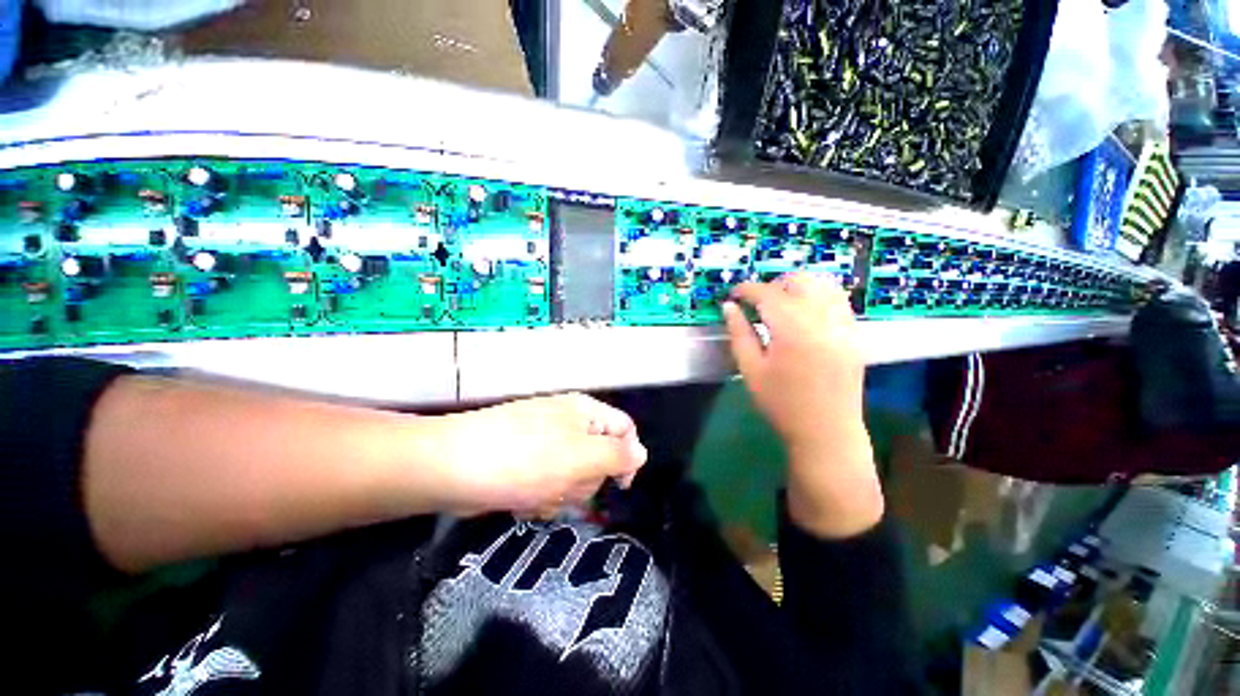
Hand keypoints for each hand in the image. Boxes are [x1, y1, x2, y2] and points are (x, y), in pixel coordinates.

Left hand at [423, 394, 646, 516]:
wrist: (453, 467)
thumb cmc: (526, 458)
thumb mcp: (582, 456)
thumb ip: (618, 455)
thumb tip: (641, 454)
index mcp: (585, 412)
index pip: (624, 429)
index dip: (627, 456)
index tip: (619, 485)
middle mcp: (568, 423)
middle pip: (599, 458)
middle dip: (585, 480)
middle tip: (564, 485)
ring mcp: (545, 443)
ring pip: (574, 477)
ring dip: (561, 493)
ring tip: (538, 493)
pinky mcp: (526, 463)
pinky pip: (549, 484)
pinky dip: (540, 496)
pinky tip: (522, 499)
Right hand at [722, 273, 881, 537]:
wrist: (826, 432)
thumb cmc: (781, 404)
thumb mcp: (750, 370)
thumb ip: (739, 334)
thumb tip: (729, 307)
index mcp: (793, 330)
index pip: (767, 294)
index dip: (746, 289)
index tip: (733, 295)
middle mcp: (823, 320)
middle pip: (799, 281)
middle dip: (773, 285)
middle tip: (756, 304)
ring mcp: (844, 325)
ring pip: (822, 285)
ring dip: (797, 288)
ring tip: (780, 306)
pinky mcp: (855, 333)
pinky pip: (837, 300)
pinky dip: (817, 297)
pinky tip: (803, 316)